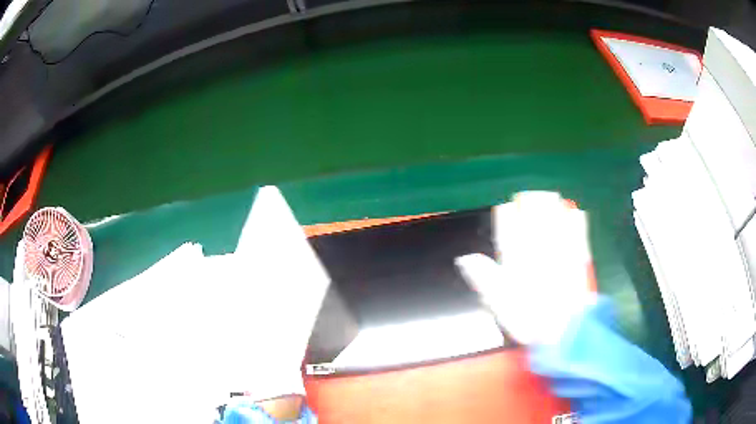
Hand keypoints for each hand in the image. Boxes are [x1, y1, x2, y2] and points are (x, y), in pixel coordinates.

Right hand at [456, 192, 595, 344]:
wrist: (564, 330)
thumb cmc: (529, 319)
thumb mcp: (498, 302)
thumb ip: (483, 277)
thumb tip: (465, 258)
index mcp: (516, 255)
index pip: (507, 222)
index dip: (505, 213)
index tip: (506, 211)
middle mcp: (537, 245)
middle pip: (532, 210)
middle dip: (528, 201)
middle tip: (527, 199)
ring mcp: (559, 247)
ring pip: (554, 213)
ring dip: (550, 204)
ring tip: (548, 198)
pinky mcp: (578, 254)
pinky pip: (577, 228)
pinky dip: (575, 218)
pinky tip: (574, 212)